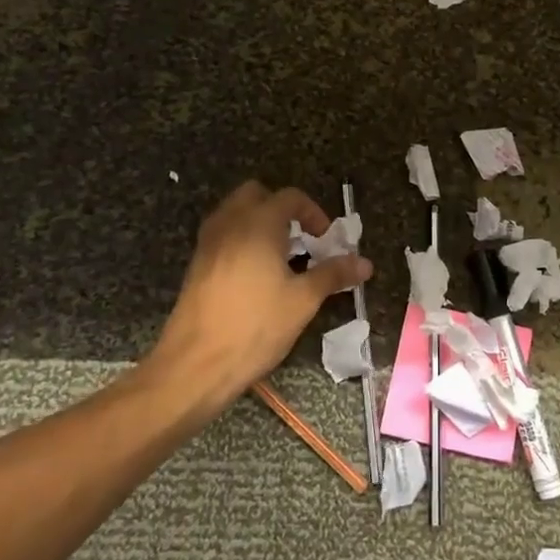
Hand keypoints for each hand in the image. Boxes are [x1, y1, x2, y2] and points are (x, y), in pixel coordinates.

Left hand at [144, 182, 372, 413]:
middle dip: (282, 209)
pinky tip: (256, 276)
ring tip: (281, 258)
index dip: (313, 213)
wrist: (194, 364)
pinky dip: (242, 240)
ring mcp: (208, 242)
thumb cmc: (255, 326)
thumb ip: (333, 275)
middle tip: (301, 239)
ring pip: (236, 213)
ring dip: (260, 223)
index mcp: (258, 223)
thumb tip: (365, 263)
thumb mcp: (303, 301)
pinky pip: (223, 235)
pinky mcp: (197, 264)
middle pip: (257, 195)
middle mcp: (230, 223)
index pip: (290, 198)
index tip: (326, 239)